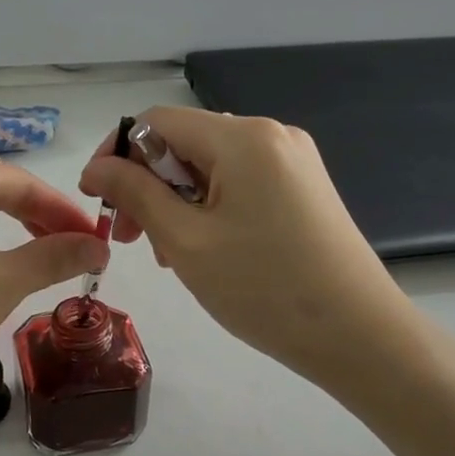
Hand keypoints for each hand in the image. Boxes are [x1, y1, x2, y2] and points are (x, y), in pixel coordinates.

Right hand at [80, 108, 416, 389]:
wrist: (358, 334)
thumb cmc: (263, 289)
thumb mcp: (186, 242)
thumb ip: (136, 195)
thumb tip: (97, 166)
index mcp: (243, 137)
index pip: (157, 121)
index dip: (117, 154)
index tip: (98, 201)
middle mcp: (272, 135)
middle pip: (186, 143)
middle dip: (149, 185)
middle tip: (131, 240)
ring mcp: (294, 162)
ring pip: (212, 168)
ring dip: (178, 202)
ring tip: (170, 254)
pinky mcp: (305, 189)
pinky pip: (241, 185)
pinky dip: (211, 209)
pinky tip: (206, 249)